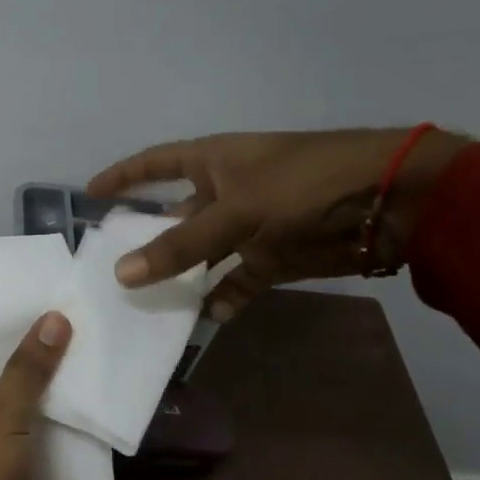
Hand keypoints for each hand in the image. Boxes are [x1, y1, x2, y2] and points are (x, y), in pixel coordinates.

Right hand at [87, 128, 471, 318]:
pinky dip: (223, 298)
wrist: (389, 203)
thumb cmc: (304, 185)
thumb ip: (180, 245)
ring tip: (148, 304)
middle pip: (175, 217)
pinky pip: (237, 281)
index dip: (124, 177)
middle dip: (147, 240)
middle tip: (111, 271)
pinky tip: (205, 318)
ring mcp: (250, 227)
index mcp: (213, 161)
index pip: (155, 164)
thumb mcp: (235, 211)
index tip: (91, 195)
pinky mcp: (273, 258)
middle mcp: (226, 191)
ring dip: (182, 277)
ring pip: (203, 255)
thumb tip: (122, 274)